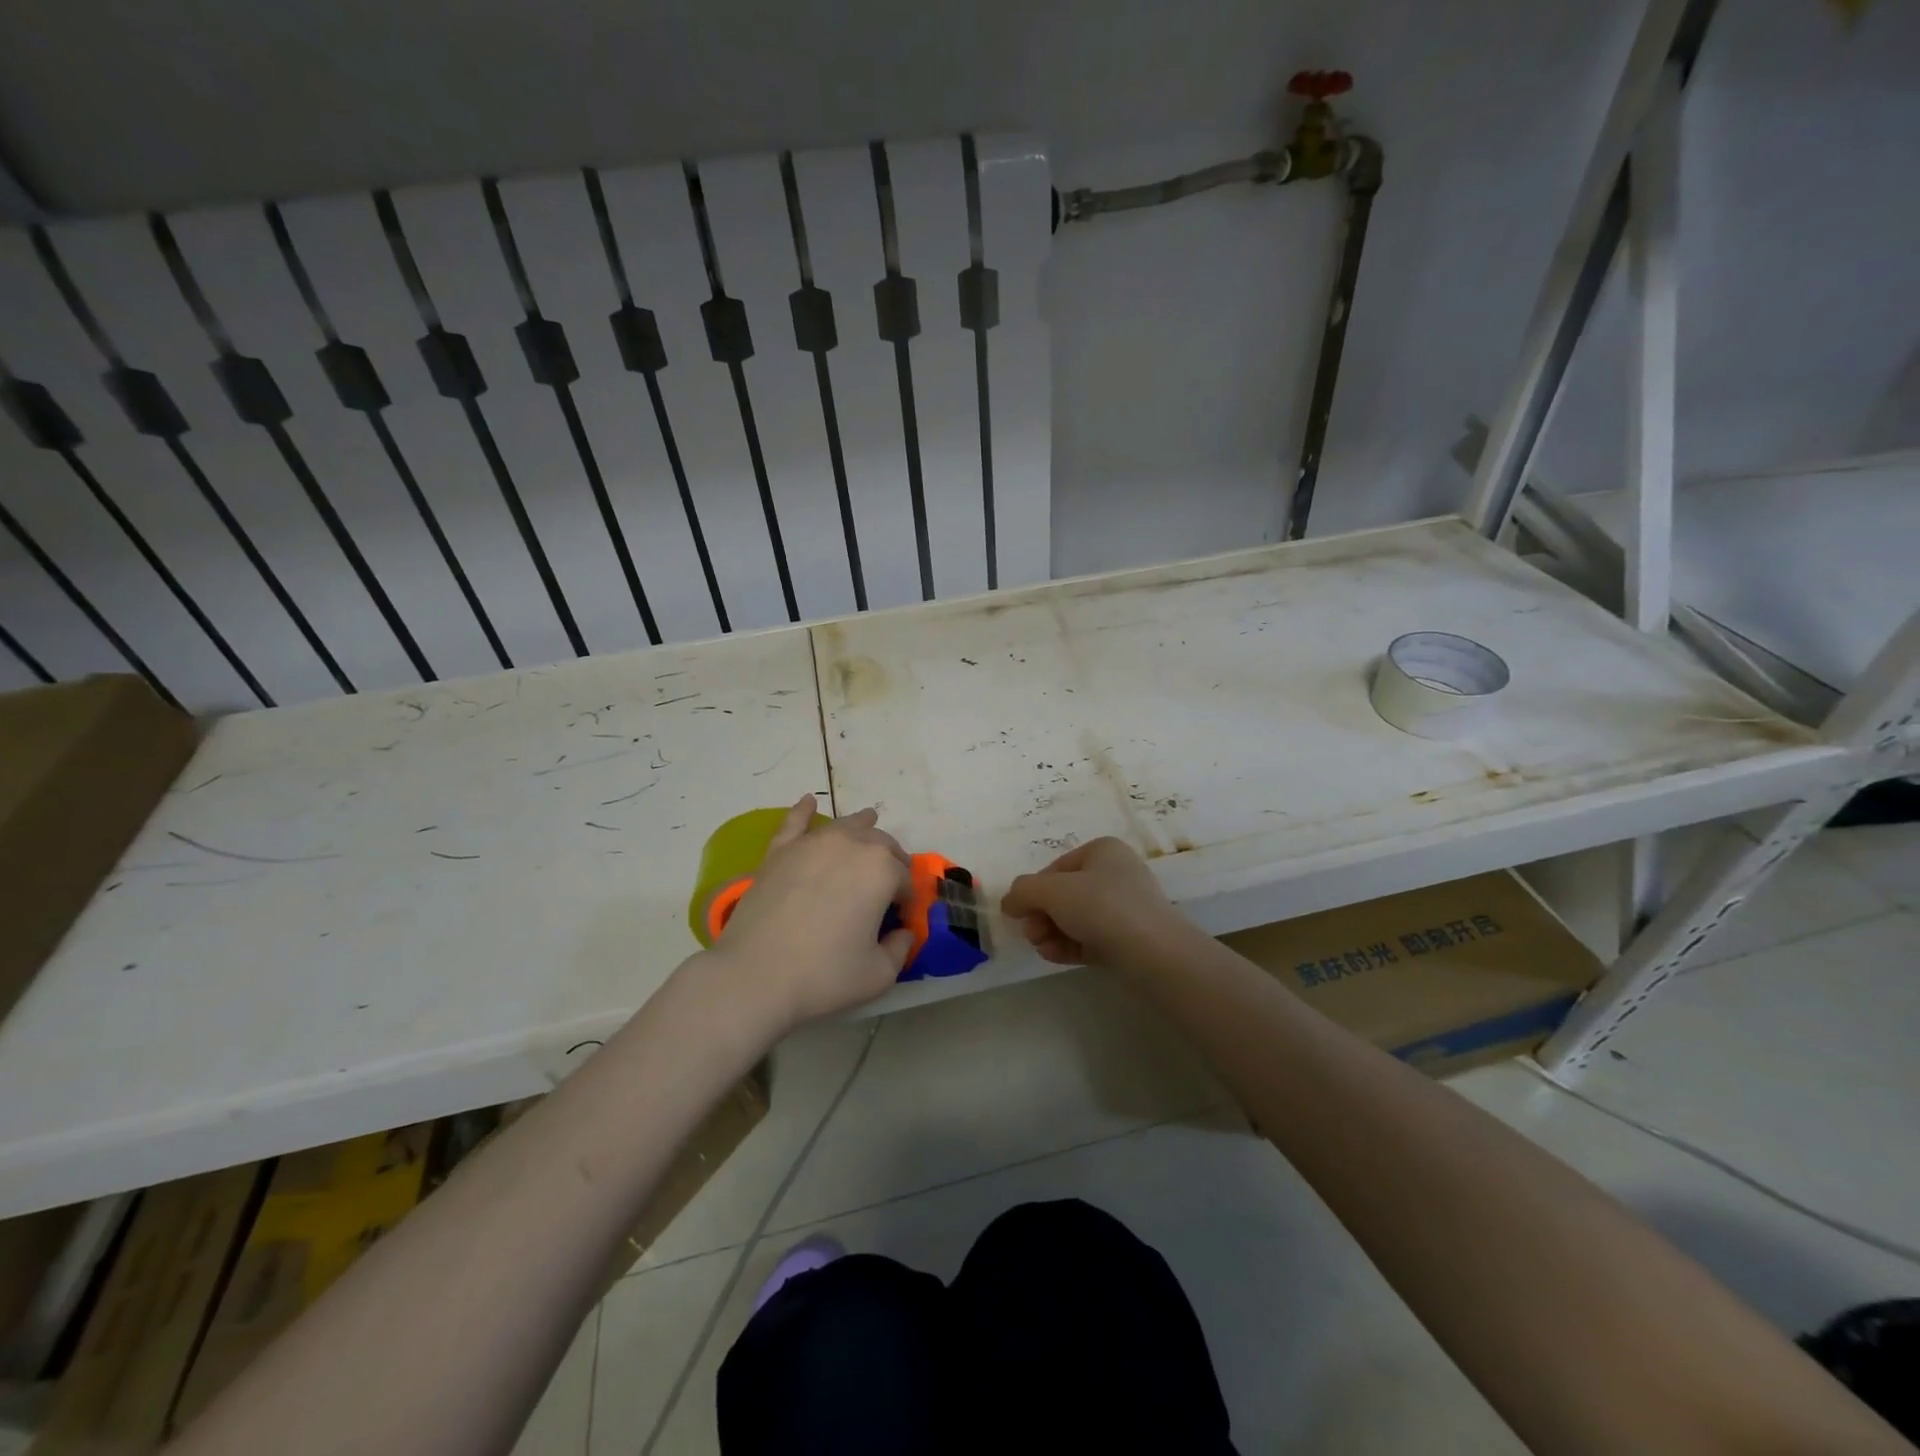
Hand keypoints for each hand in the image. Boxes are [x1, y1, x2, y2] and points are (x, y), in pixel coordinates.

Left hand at [706, 795, 913, 1028]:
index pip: (905, 879)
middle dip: (890, 860)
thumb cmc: (824, 975)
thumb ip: (900, 949)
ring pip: (845, 826)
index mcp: (882, 870)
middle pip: (881, 845)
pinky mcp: (779, 851)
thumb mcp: (879, 974)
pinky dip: (803, 810)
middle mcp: (851, 845)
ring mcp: (812, 844)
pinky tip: (808, 801)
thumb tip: (902, 933)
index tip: (898, 919)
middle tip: (886, 885)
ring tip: (869, 824)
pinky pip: (795, 822)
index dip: (906, 899)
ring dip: (862, 827)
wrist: (755, 975)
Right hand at [1000, 837, 1185, 967]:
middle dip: (1041, 914)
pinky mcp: (1128, 939)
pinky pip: (1090, 938)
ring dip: (1051, 931)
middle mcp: (1115, 874)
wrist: (1154, 952)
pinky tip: (1053, 955)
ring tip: (1042, 947)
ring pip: (1075, 918)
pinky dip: (1069, 945)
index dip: (1034, 890)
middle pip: (1064, 894)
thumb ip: (1023, 891)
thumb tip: (1009, 902)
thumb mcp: (1052, 891)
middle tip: (1030, 933)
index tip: (1021, 911)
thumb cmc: (1102, 906)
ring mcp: (1124, 908)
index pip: (1056, 868)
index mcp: (1103, 851)